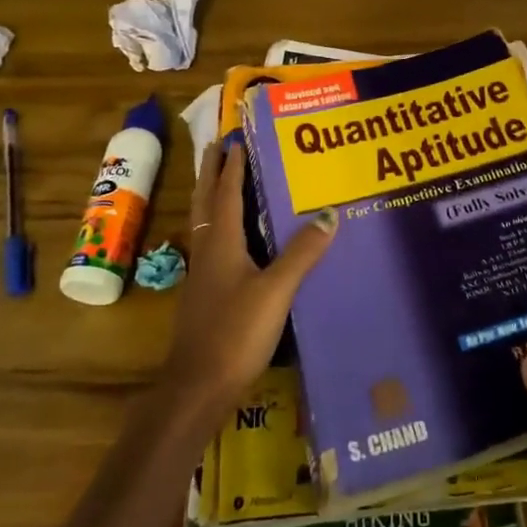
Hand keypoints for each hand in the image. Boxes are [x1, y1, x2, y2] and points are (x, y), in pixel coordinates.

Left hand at [159, 140, 335, 421]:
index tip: (235, 138)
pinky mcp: (205, 295)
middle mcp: (207, 252)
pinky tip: (231, 238)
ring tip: (221, 179)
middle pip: (206, 202)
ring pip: (205, 223)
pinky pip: (211, 245)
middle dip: (210, 172)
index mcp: (221, 243)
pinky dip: (219, 225)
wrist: (197, 387)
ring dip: (211, 196)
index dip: (232, 166)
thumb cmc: (235, 333)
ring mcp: (202, 275)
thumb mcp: (276, 290)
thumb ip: (302, 253)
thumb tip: (329, 213)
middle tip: (216, 146)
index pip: (226, 193)